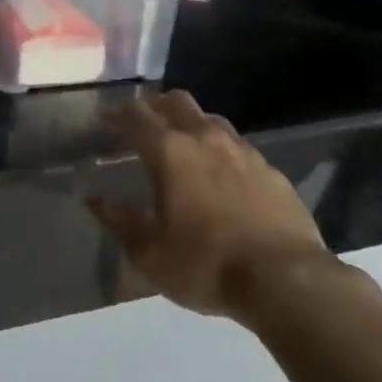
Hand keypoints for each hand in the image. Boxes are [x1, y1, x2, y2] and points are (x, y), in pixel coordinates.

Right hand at [86, 92, 330, 321]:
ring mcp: (242, 150)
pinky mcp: (270, 169)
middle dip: (155, 106)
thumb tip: (95, 199)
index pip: (136, 114)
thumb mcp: (150, 254)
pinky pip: (238, 146)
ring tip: (182, 149)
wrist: (287, 281)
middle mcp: (205, 138)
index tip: (105, 121)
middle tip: (142, 126)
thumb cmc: (207, 265)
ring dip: (190, 124)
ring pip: (209, 118)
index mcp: (170, 151)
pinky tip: (222, 177)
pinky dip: (221, 151)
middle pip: (175, 100)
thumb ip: (120, 221)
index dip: (116, 113)